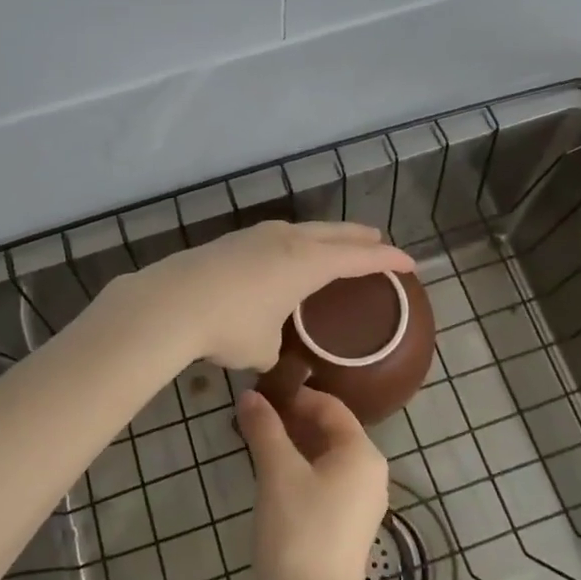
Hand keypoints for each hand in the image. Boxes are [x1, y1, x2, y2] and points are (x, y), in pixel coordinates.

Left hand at [128, 220, 413, 370]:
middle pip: (335, 233)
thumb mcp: (262, 348)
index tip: (410, 263)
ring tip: (335, 245)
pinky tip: (285, 258)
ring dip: (325, 237)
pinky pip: (277, 238)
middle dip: (360, 238)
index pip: (360, 258)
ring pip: (304, 231)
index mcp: (309, 262)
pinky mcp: (232, 241)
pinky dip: (295, 245)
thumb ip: (275, 345)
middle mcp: (289, 240)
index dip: (388, 261)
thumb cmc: (230, 325)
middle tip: (378, 242)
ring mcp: (258, 235)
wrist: (170, 303)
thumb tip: (268, 346)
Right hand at [236, 387, 389, 579]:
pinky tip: (269, 479)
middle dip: (291, 421)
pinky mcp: (346, 529)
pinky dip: (299, 472)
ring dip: (292, 447)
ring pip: (325, 459)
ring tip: (255, 443)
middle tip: (252, 417)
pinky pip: (324, 484)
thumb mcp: (278, 473)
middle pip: (330, 431)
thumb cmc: (299, 532)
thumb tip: (250, 395)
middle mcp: (370, 474)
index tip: (260, 393)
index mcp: (362, 453)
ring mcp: (360, 504)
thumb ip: (265, 429)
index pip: (330, 407)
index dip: (295, 396)